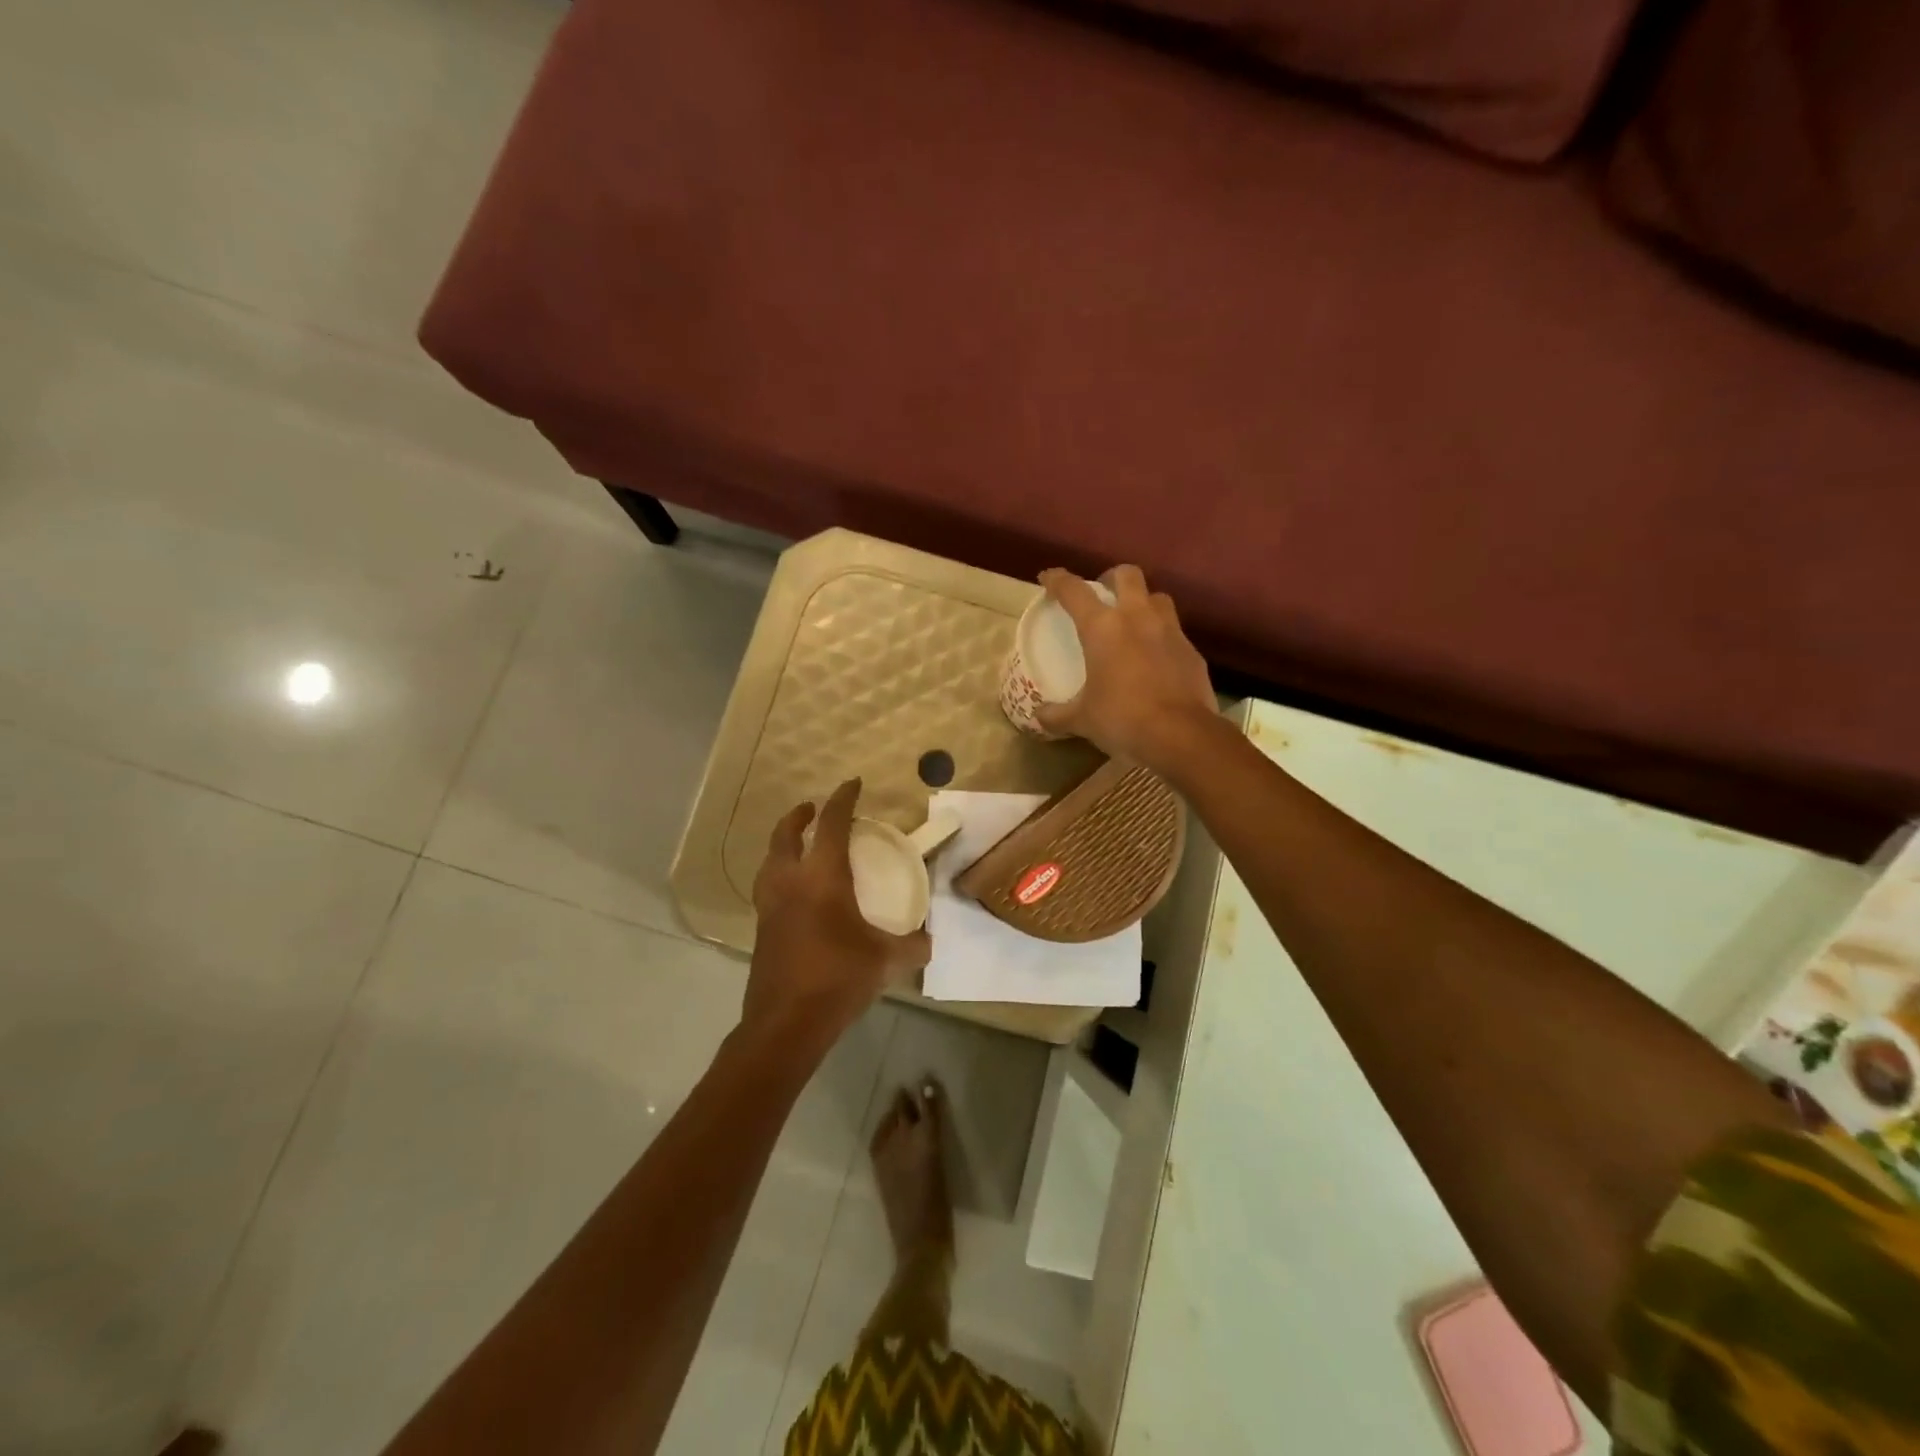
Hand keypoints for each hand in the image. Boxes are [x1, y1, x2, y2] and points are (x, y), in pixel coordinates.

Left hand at [746, 779, 931, 1040]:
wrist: (786, 1023)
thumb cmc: (838, 979)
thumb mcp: (886, 961)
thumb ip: (913, 946)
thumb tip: (930, 939)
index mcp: (822, 878)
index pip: (832, 825)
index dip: (843, 800)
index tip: (852, 784)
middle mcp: (790, 882)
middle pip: (785, 835)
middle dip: (799, 816)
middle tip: (813, 809)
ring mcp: (769, 906)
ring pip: (769, 860)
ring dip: (783, 844)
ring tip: (799, 844)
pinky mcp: (762, 929)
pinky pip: (767, 887)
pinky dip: (779, 873)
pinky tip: (795, 891)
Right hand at [1034, 565, 1216, 768]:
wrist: (1181, 735)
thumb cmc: (1122, 718)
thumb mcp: (1082, 719)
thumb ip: (1058, 715)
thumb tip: (1039, 717)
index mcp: (1103, 627)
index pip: (1074, 591)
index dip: (1058, 580)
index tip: (1048, 578)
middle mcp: (1137, 618)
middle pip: (1127, 576)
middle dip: (1111, 578)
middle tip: (1102, 594)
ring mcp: (1170, 631)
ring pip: (1157, 597)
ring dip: (1143, 602)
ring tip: (1133, 622)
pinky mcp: (1192, 651)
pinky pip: (1174, 632)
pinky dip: (1161, 637)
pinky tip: (1155, 658)